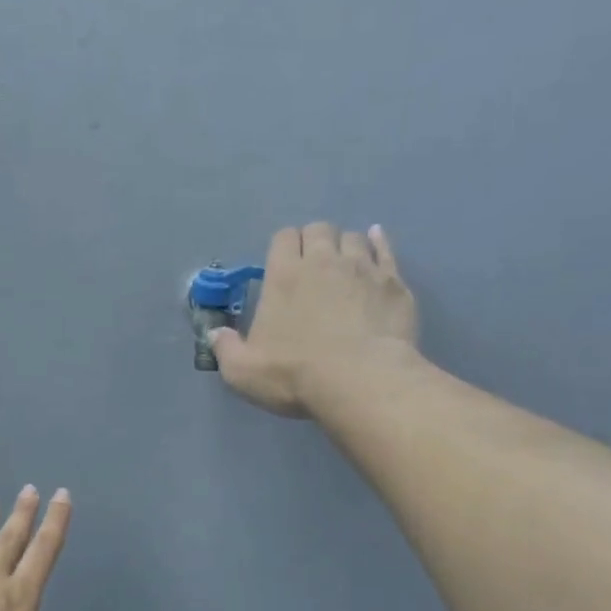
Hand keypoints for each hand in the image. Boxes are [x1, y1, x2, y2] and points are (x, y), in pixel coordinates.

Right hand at [211, 222, 419, 417]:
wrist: (361, 381)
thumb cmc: (295, 374)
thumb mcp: (243, 371)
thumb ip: (226, 349)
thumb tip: (216, 334)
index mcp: (284, 275)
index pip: (283, 238)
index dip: (283, 248)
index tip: (282, 267)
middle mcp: (324, 260)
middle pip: (319, 229)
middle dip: (314, 241)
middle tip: (312, 268)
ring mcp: (363, 268)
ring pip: (354, 238)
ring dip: (345, 247)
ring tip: (344, 267)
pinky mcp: (393, 283)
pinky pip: (386, 250)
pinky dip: (379, 244)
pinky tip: (377, 244)